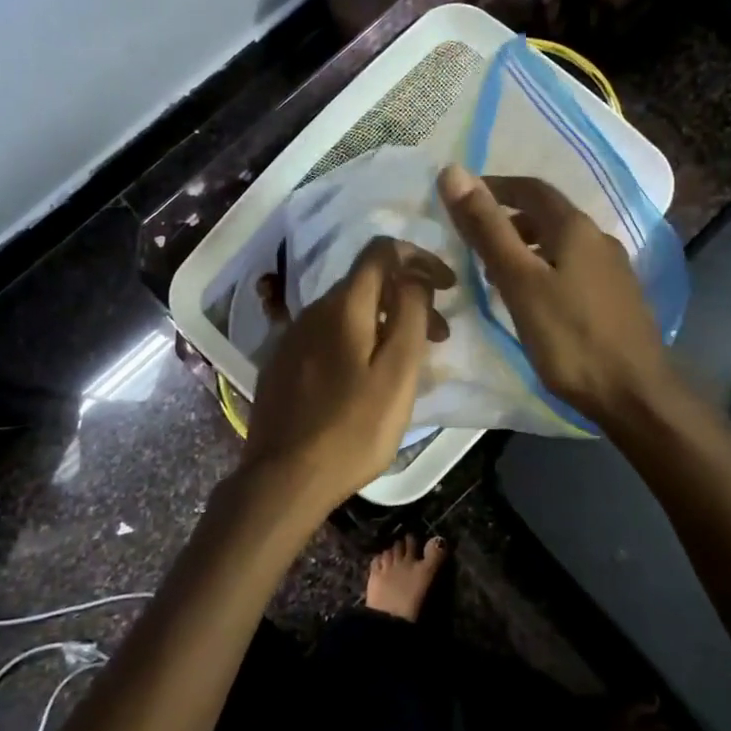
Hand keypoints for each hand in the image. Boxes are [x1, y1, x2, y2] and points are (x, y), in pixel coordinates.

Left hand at [241, 237, 452, 506]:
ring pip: (347, 312)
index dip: (420, 258)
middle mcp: (312, 311)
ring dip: (384, 322)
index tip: (448, 286)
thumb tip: (415, 277)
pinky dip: (357, 341)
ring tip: (407, 362)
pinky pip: (328, 336)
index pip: (381, 251)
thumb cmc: (353, 428)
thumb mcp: (397, 372)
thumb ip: (410, 314)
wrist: (284, 478)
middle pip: (366, 284)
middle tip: (439, 337)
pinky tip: (365, 378)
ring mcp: (292, 338)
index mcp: (343, 306)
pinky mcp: (282, 365)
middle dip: (408, 298)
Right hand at [438, 165, 668, 427]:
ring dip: (526, 247)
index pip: (530, 188)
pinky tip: (532, 298)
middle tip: (473, 241)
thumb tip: (453, 172)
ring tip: (494, 273)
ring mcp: (613, 270)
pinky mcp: (616, 298)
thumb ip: (487, 229)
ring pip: (560, 244)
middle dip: (507, 220)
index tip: (461, 199)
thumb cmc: (569, 337)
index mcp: (575, 228)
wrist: (634, 393)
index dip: (494, 188)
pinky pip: (572, 268)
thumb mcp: (519, 281)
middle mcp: (599, 239)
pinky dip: (545, 269)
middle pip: (547, 215)